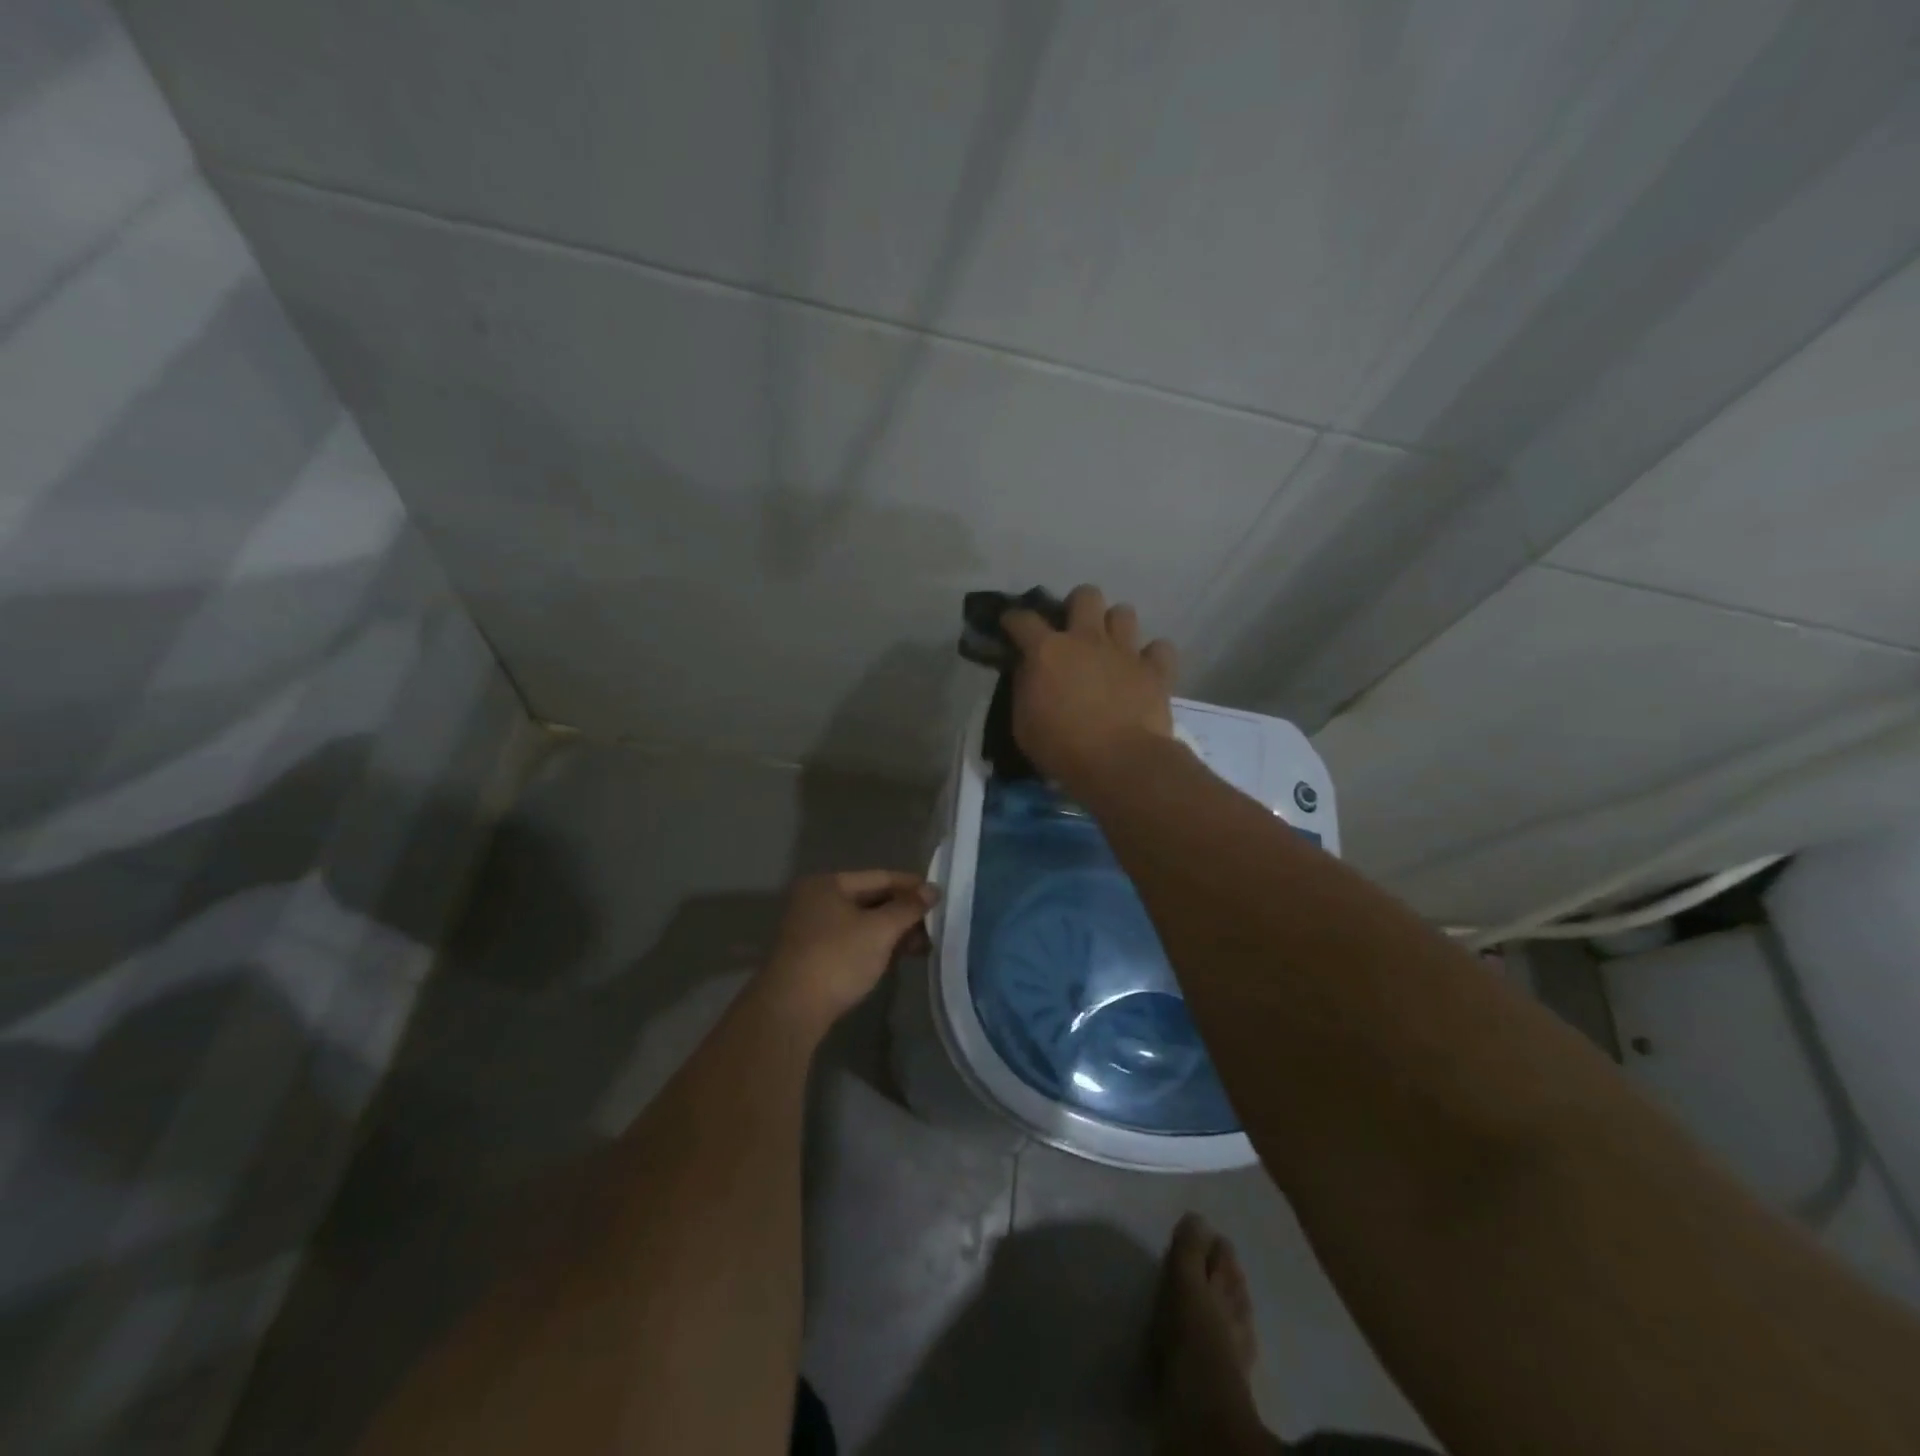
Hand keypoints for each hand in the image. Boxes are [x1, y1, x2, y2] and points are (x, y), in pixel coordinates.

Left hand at [761, 871, 937, 1027]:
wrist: (791, 1010)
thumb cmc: (837, 959)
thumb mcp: (879, 930)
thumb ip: (908, 907)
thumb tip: (933, 890)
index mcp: (828, 884)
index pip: (880, 877)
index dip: (912, 886)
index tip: (941, 897)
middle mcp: (817, 900)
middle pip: (871, 899)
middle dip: (904, 913)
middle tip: (935, 927)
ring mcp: (813, 930)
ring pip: (863, 923)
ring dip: (893, 932)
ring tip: (923, 946)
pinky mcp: (814, 956)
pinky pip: (854, 941)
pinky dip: (877, 946)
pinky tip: (898, 958)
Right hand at [1004, 584, 1177, 789]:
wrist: (1119, 763)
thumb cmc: (1062, 748)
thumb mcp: (1023, 724)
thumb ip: (1024, 689)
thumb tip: (1028, 670)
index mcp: (1047, 651)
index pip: (1023, 619)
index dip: (1014, 619)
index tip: (1011, 625)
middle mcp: (1087, 639)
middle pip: (1085, 595)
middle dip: (1077, 606)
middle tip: (1073, 631)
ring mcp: (1125, 651)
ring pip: (1124, 612)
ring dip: (1115, 626)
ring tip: (1110, 648)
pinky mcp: (1156, 670)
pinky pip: (1160, 648)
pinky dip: (1153, 656)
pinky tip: (1145, 670)